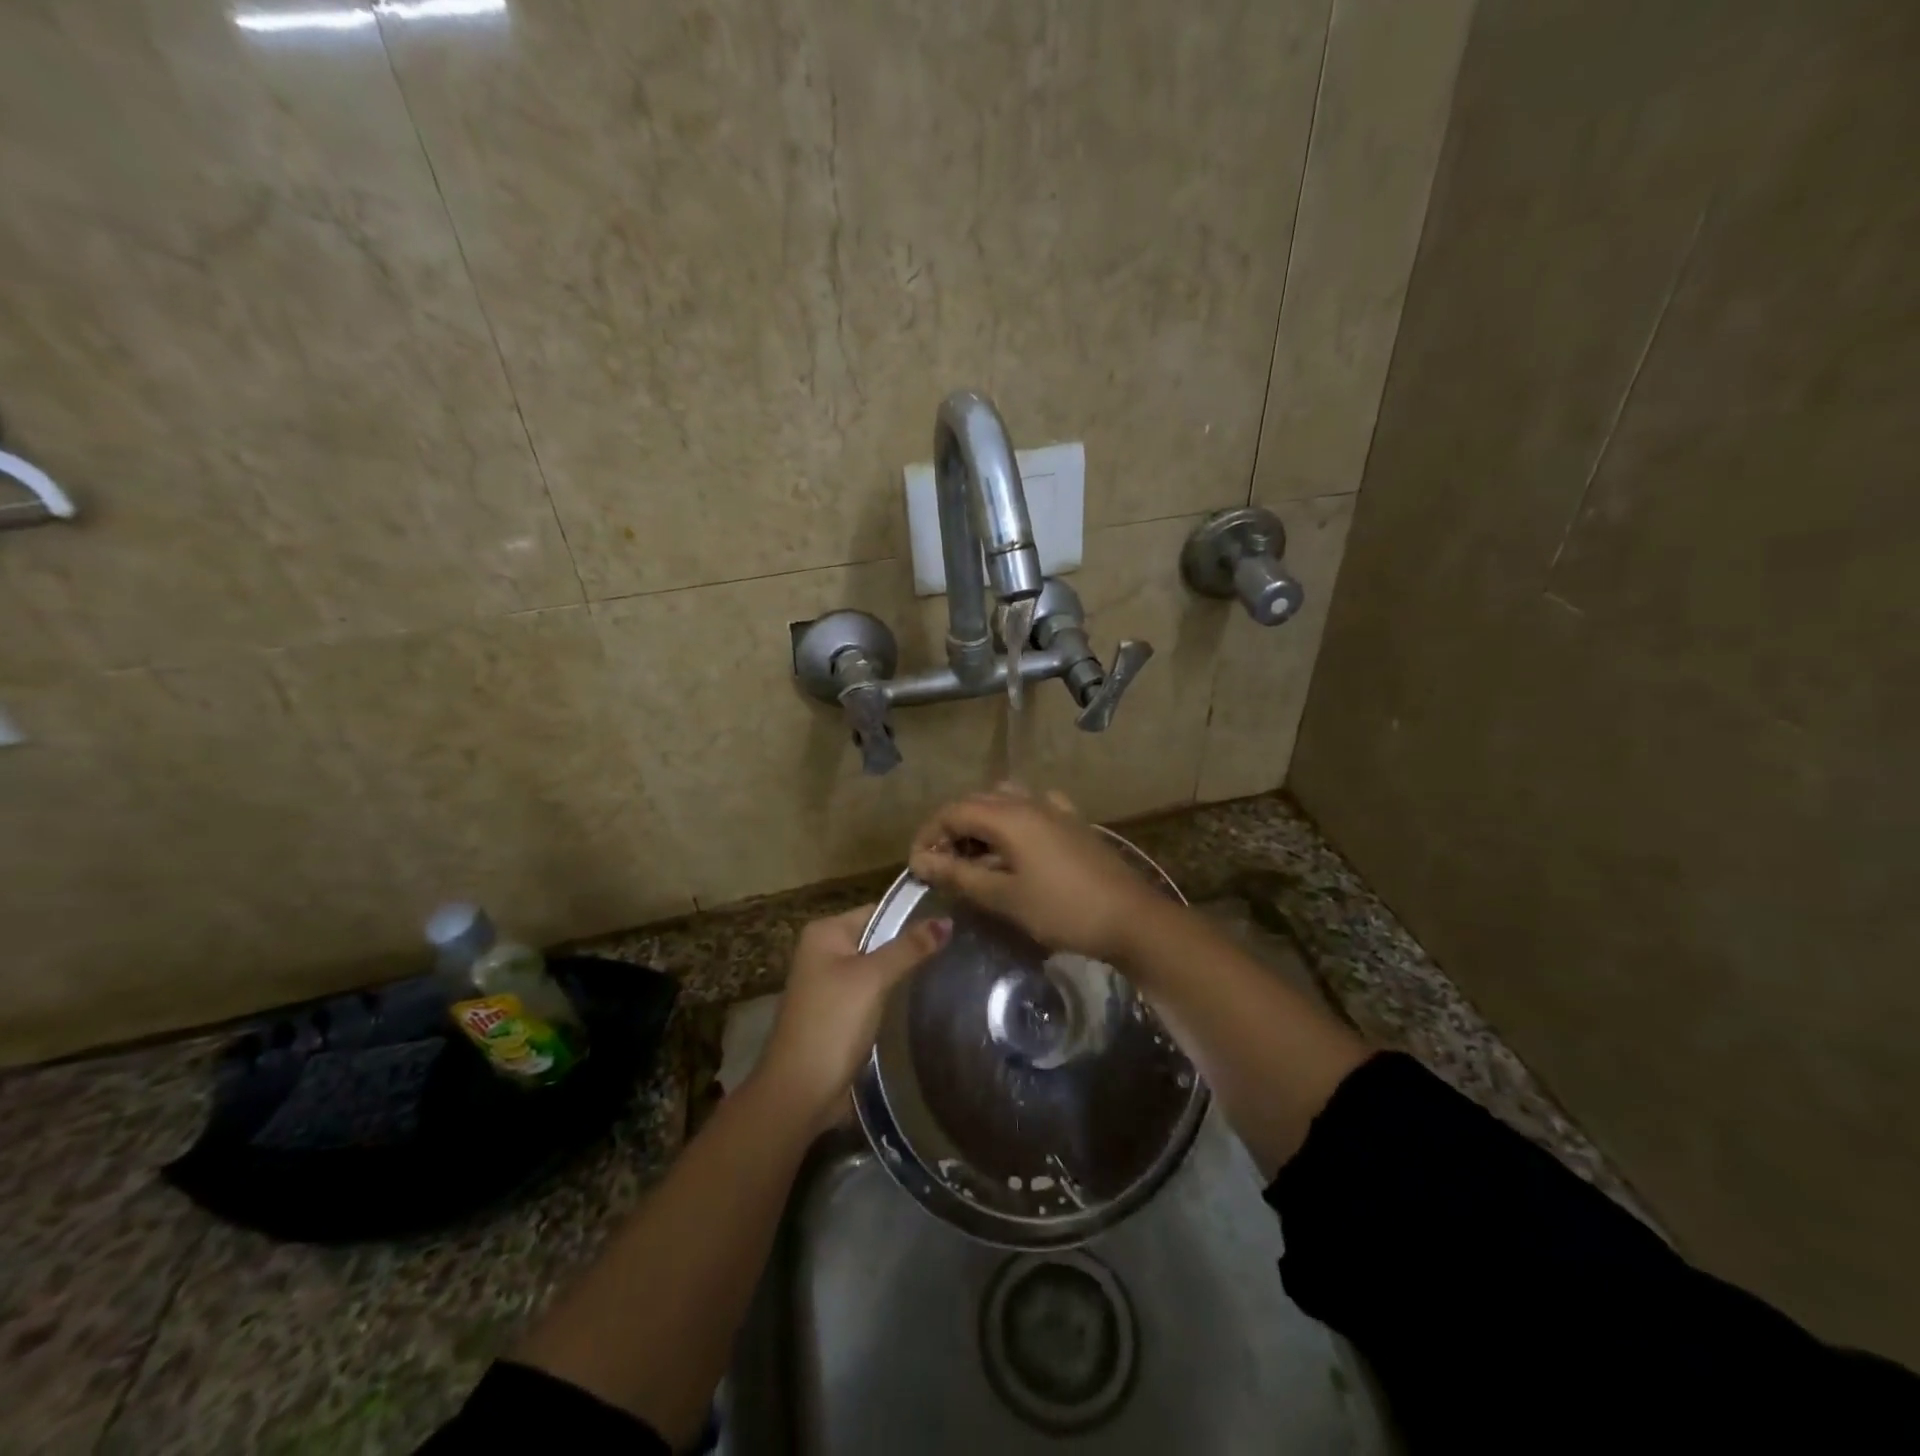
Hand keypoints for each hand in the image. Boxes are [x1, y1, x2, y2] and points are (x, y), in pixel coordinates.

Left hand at [754, 905, 950, 1129]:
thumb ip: (909, 948)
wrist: (799, 1093)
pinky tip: (925, 999)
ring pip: (879, 969)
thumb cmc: (832, 1024)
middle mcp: (825, 952)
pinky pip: (874, 994)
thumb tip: (947, 920)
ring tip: (951, 970)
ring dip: (906, 973)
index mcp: (825, 933)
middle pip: (879, 939)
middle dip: (912, 947)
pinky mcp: (840, 1014)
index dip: (914, 917)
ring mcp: (831, 985)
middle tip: (959, 949)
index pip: (879, 911)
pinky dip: (895, 996)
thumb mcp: (872, 979)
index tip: (954, 922)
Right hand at [907, 786, 1161, 963]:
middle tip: (942, 865)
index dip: (929, 835)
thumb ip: (958, 875)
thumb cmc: (1062, 910)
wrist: (1130, 918)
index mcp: (1008, 816)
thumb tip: (920, 860)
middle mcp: (1029, 801)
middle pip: (976, 802)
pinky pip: (1033, 808)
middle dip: (951, 828)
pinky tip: (1017, 846)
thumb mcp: (1004, 897)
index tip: (919, 867)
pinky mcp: (1073, 822)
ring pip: (1005, 801)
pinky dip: (1013, 821)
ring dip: (982, 823)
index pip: (952, 811)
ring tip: (975, 857)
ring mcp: (1055, 808)